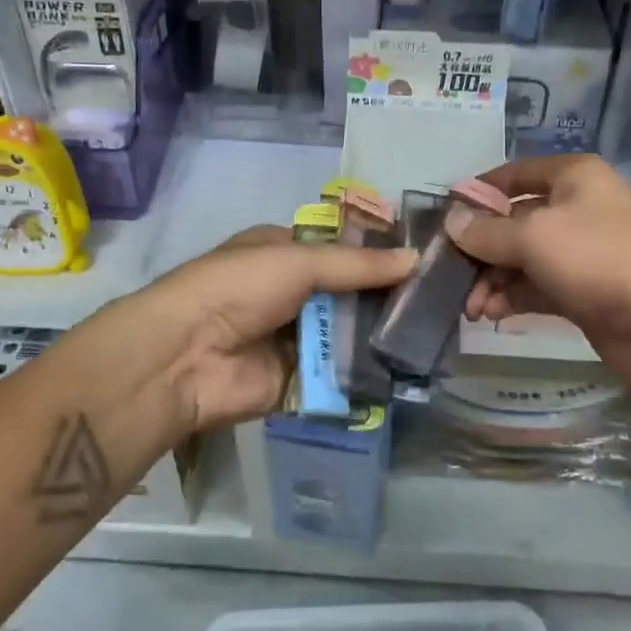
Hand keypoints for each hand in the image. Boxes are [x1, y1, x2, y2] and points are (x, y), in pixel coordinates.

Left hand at [67, 226, 416, 437]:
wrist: (187, 357)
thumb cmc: (239, 288)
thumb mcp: (299, 261)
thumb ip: (358, 265)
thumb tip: (416, 259)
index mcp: (283, 252)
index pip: (341, 250)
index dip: (378, 254)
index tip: (426, 260)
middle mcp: (291, 292)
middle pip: (349, 294)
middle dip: (387, 298)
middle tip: (443, 302)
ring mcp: (295, 338)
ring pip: (348, 334)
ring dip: (382, 336)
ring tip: (437, 335)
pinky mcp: (299, 380)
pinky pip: (340, 373)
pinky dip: (367, 372)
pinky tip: (410, 369)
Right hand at [444, 156, 630, 393]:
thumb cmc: (598, 258)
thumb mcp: (533, 236)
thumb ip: (486, 231)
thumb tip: (451, 220)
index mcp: (574, 178)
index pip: (515, 174)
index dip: (479, 191)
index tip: (445, 215)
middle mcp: (578, 209)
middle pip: (515, 221)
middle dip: (481, 248)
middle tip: (450, 274)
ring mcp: (583, 252)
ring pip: (523, 259)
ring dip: (492, 280)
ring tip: (470, 307)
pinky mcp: (584, 291)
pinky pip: (537, 287)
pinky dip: (512, 298)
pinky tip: (490, 314)